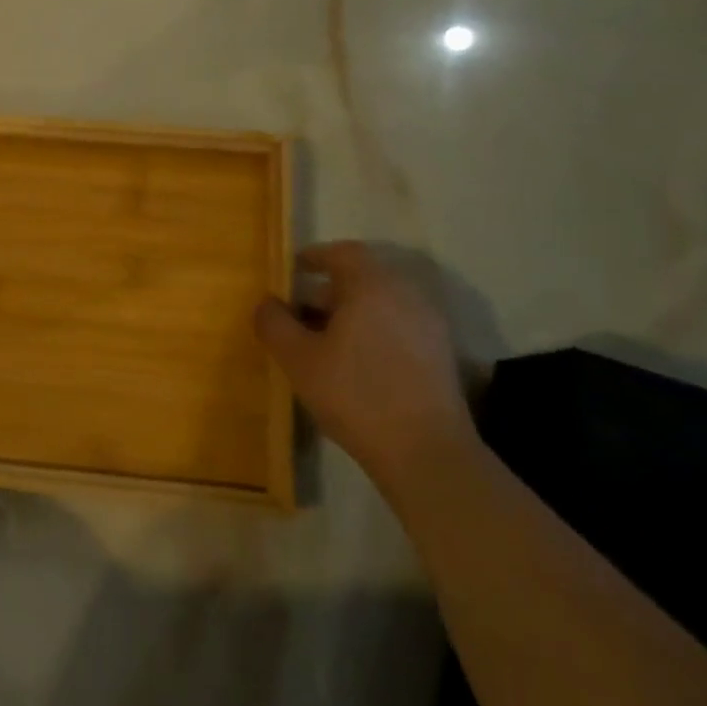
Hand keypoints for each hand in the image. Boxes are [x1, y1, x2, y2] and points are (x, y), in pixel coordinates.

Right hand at [253, 242, 474, 485]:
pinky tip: (352, 364)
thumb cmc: (355, 395)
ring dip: (348, 313)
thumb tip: (267, 302)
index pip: (343, 253)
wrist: (425, 451)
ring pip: (380, 304)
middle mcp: (406, 295)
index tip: (291, 270)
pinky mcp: (439, 354)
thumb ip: (274, 323)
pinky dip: (371, 330)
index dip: (314, 256)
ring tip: (320, 343)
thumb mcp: (298, 359)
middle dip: (326, 291)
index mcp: (372, 286)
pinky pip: (397, 325)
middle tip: (297, 314)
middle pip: (362, 278)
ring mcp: (429, 324)